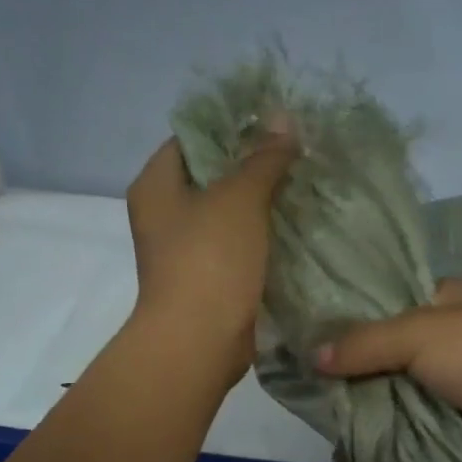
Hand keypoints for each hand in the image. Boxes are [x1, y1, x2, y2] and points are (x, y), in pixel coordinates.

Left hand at [125, 127, 297, 373]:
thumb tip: (283, 119)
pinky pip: (238, 248)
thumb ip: (263, 158)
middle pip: (212, 177)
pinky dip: (263, 239)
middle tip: (297, 154)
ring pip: (228, 215)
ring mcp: (186, 251)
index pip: (192, 138)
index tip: (274, 123)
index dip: (231, 126)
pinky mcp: (209, 281)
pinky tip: (297, 230)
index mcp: (156, 185)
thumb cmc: (210, 260)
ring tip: (305, 186)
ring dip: (262, 205)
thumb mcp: (240, 198)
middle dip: (253, 166)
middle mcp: (165, 215)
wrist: (200, 341)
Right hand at [315, 279, 461, 461]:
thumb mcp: (418, 334)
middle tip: (323, 389)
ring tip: (338, 419)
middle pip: (403, 352)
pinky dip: (405, 432)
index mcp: (457, 298)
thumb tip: (312, 356)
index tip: (323, 342)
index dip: (363, 319)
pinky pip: (430, 423)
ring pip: (414, 390)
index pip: (400, 303)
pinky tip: (370, 442)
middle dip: (369, 370)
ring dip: (385, 405)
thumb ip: (365, 343)